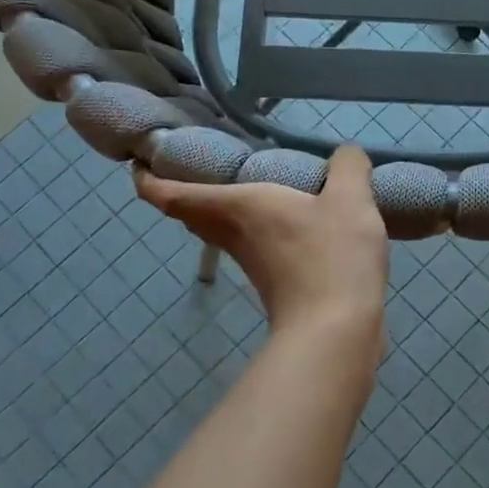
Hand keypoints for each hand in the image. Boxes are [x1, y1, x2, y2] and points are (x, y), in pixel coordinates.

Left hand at [134, 145, 388, 335]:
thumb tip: (344, 155)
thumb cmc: (331, 256)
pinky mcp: (272, 284)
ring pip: (218, 231)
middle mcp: (235, 233)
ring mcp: (251, 262)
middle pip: (190, 214)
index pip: (172, 194)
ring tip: (236, 186)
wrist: (335, 332)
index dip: (148, 179)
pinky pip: (248, 246)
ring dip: (215, 211)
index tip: (138, 163)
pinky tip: (282, 221)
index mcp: (238, 206)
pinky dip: (249, 229)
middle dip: (180, 192)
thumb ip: (348, 167)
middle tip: (189, 166)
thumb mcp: (351, 199)